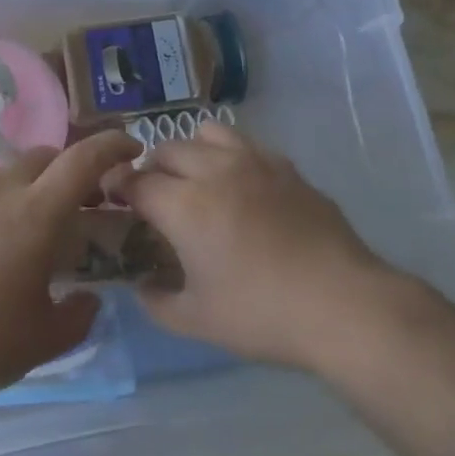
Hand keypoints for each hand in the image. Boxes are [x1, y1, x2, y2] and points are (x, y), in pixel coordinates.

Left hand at [0, 131, 140, 409]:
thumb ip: (79, 315)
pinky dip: (13, 200)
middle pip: (47, 156)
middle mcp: (3, 192)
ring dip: (41, 183)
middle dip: (75, 167)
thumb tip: (88, 299)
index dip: (112, 146)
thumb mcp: (45, 338)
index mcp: (36, 213)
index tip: (134, 149)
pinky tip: (10, 243)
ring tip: (49, 225)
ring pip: (16, 171)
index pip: (82, 159)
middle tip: (91, 201)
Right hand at [120, 122, 392, 370]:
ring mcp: (254, 163)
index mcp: (184, 205)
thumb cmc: (262, 314)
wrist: (343, 304)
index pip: (136, 181)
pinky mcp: (286, 167)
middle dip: (150, 167)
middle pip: (167, 150)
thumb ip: (157, 301)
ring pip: (206, 133)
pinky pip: (245, 145)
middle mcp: (213, 171)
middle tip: (152, 194)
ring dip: (189, 151)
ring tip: (194, 178)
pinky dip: (228, 156)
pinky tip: (240, 186)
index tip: (111, 195)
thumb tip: (142, 285)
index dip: (117, 185)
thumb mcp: (197, 321)